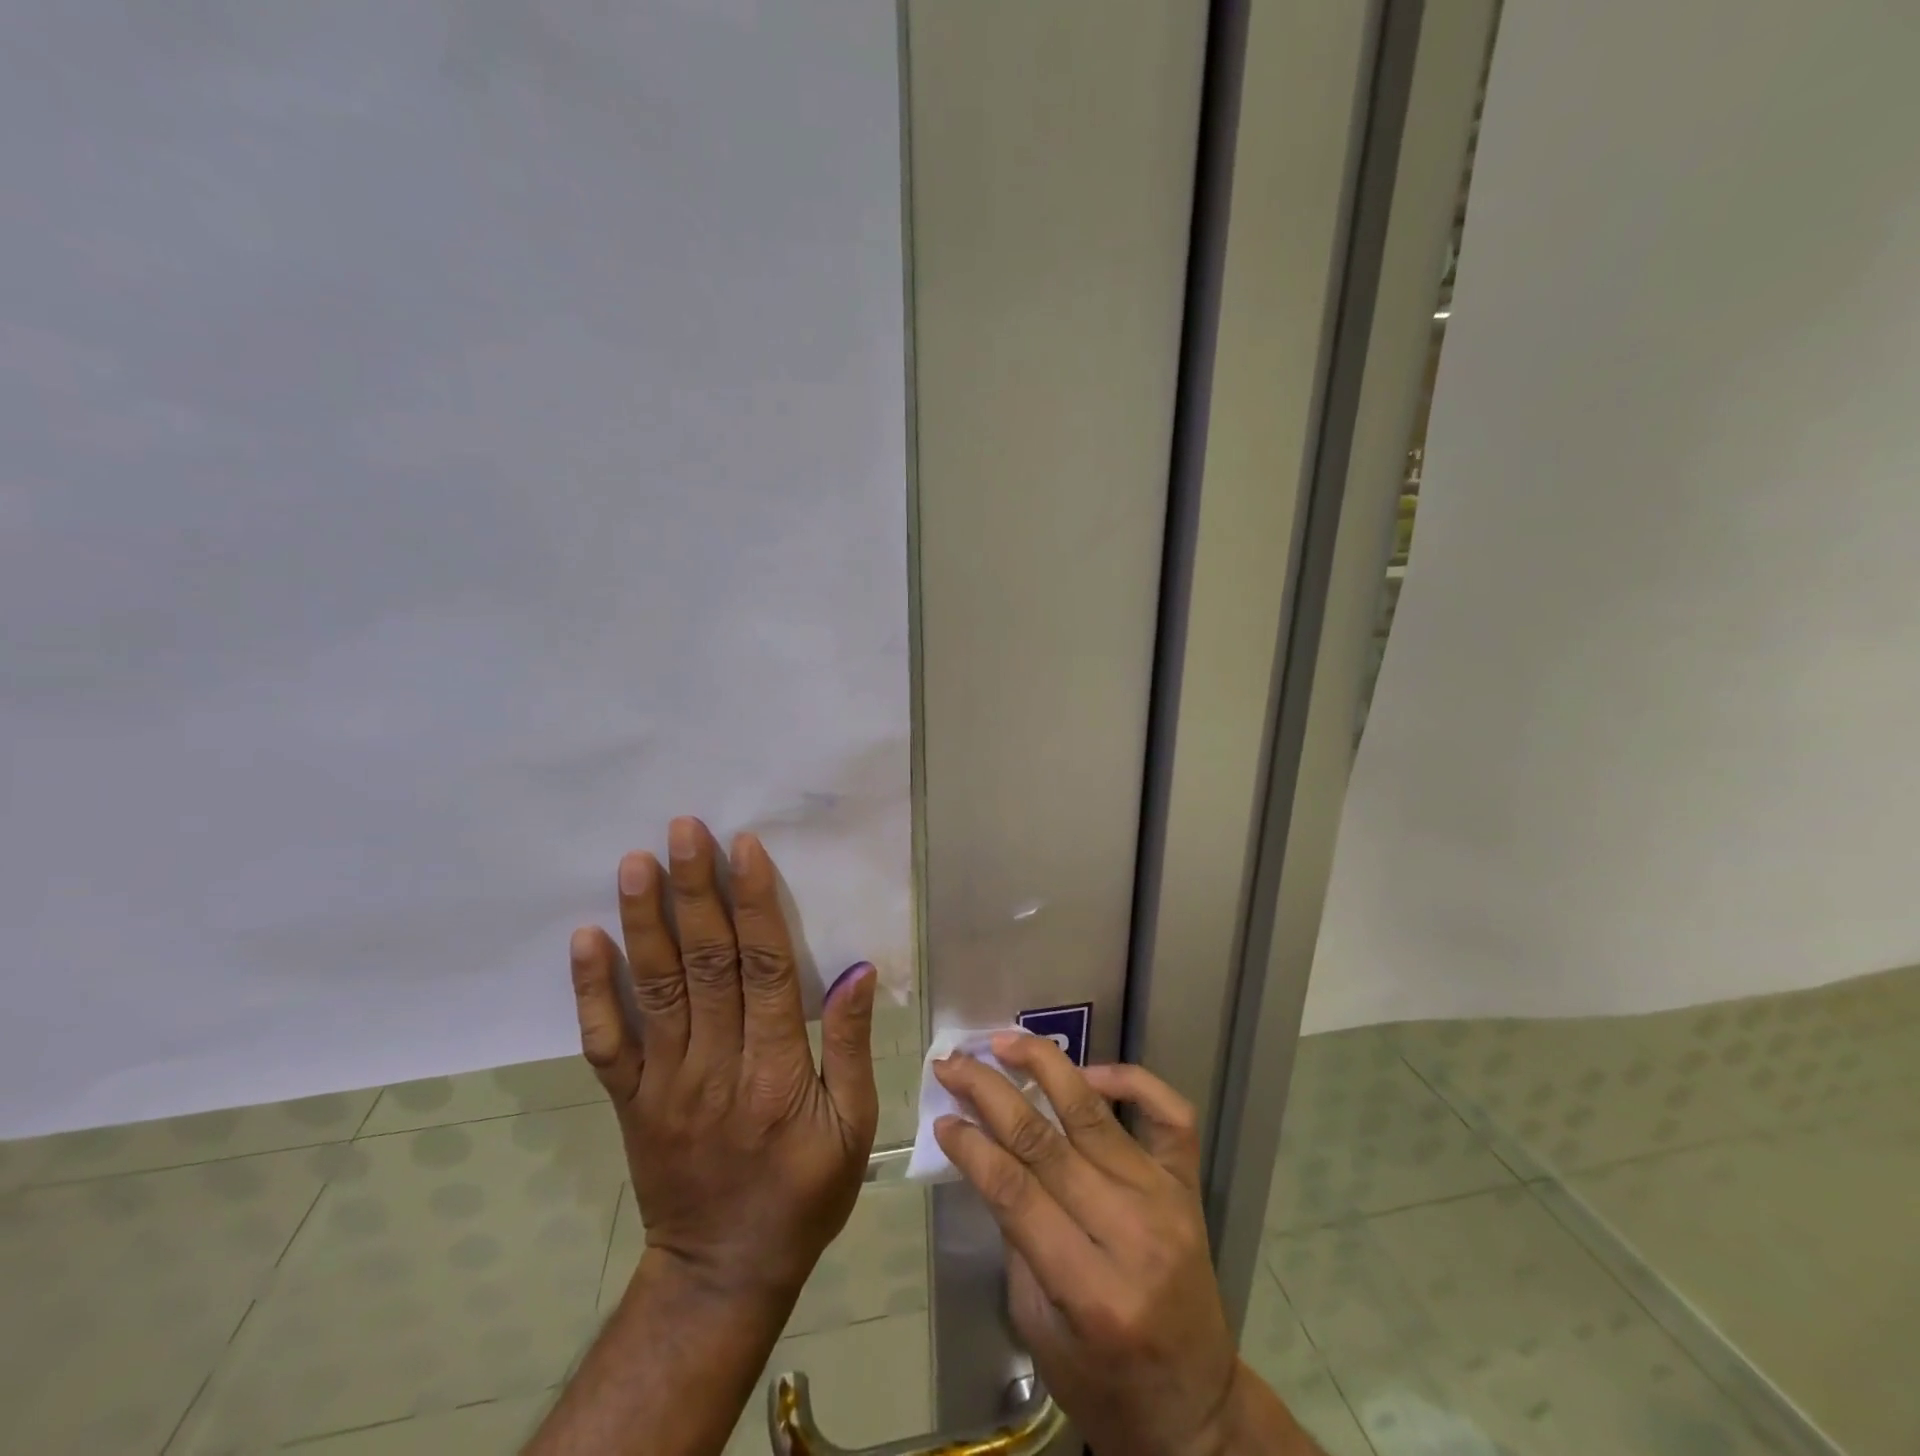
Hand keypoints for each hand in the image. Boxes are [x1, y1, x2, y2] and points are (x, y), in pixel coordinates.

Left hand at [568, 816, 879, 1302]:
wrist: (723, 1272)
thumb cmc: (804, 1194)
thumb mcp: (854, 1128)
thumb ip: (852, 1046)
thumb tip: (857, 970)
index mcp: (777, 1071)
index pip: (766, 969)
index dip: (755, 904)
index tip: (744, 848)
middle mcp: (716, 1065)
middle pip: (706, 964)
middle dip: (696, 891)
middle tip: (684, 830)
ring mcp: (665, 1082)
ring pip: (655, 988)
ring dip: (645, 921)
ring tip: (636, 862)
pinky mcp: (631, 1100)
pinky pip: (606, 1040)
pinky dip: (592, 989)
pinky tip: (586, 938)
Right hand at [932, 1037, 1247, 1455]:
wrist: (1195, 1408)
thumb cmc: (1103, 1382)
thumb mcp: (1039, 1329)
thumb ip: (1016, 1238)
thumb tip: (986, 1153)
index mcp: (1090, 1290)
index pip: (1016, 1192)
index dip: (972, 1147)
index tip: (942, 1116)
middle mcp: (1132, 1234)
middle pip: (1046, 1142)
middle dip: (990, 1093)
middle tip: (954, 1064)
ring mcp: (1166, 1201)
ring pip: (1095, 1113)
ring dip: (1044, 1067)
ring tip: (1004, 1042)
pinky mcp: (1189, 1185)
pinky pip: (1169, 1113)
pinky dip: (1131, 1080)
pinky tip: (1091, 1072)